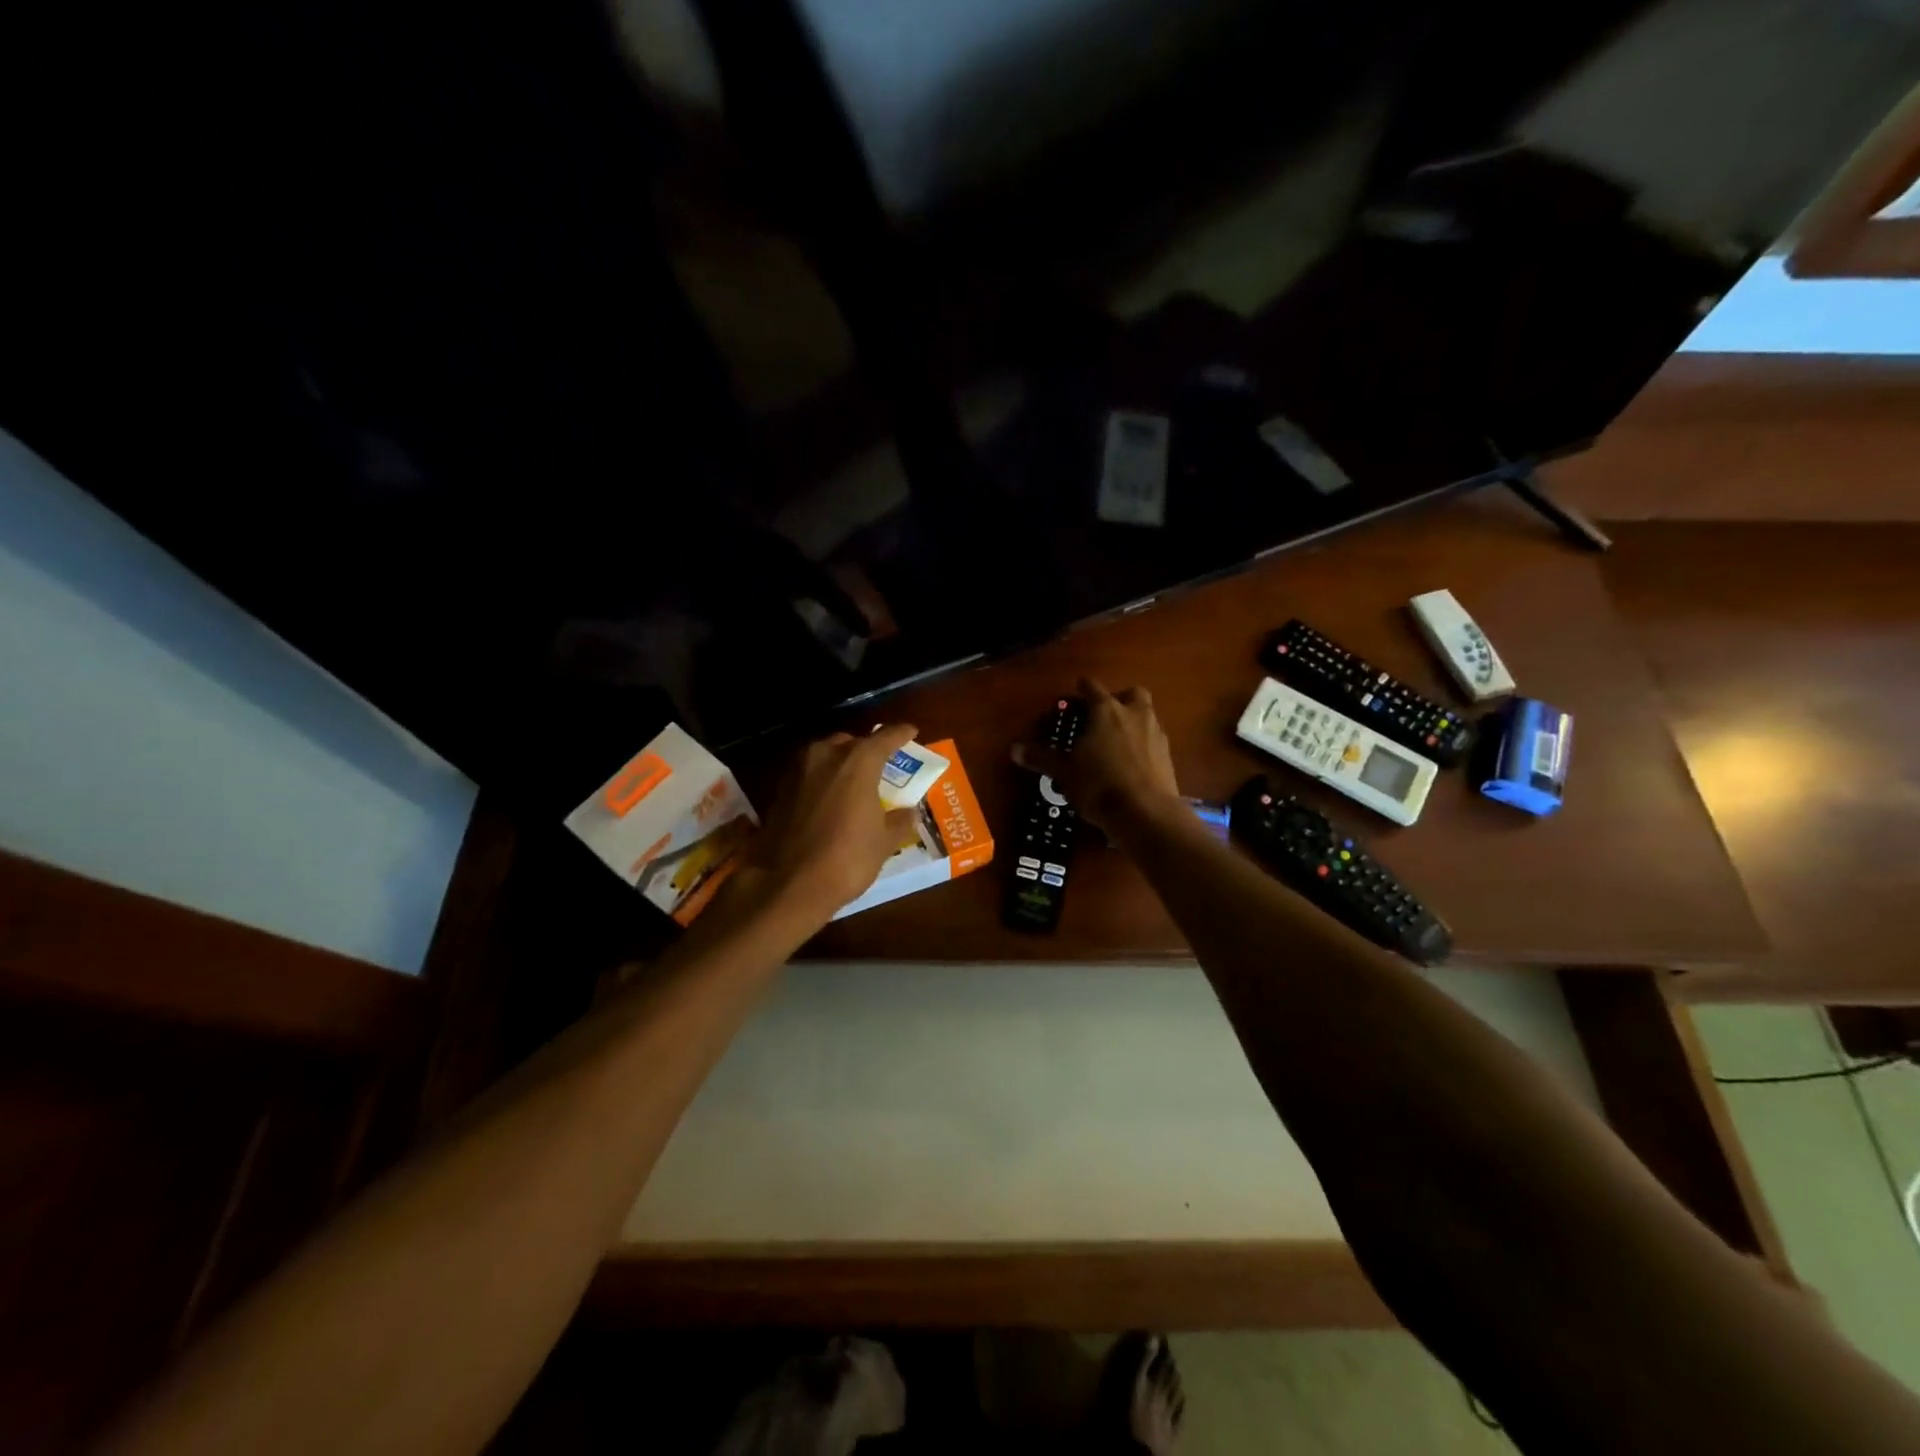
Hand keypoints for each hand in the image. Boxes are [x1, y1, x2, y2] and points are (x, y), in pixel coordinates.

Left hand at [744, 724, 921, 927]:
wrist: (788, 884)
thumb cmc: (847, 859)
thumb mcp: (884, 842)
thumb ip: (899, 821)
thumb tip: (909, 812)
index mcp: (858, 761)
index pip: (885, 738)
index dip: (900, 734)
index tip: (911, 731)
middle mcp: (825, 755)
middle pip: (851, 742)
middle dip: (867, 750)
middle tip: (881, 765)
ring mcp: (797, 771)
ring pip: (825, 755)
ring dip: (841, 763)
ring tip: (854, 781)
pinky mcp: (779, 790)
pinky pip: (808, 774)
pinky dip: (821, 780)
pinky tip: (829, 798)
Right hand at [1016, 680, 1180, 833]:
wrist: (1145, 813)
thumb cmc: (1099, 784)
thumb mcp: (1064, 772)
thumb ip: (1041, 757)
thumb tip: (1014, 749)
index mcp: (1106, 710)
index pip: (1093, 687)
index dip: (1083, 687)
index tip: (1077, 690)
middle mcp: (1135, 715)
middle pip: (1132, 693)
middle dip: (1120, 699)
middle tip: (1105, 715)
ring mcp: (1156, 734)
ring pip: (1146, 716)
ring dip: (1134, 722)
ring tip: (1116, 742)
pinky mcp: (1168, 756)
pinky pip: (1154, 741)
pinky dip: (1143, 746)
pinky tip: (1132, 764)